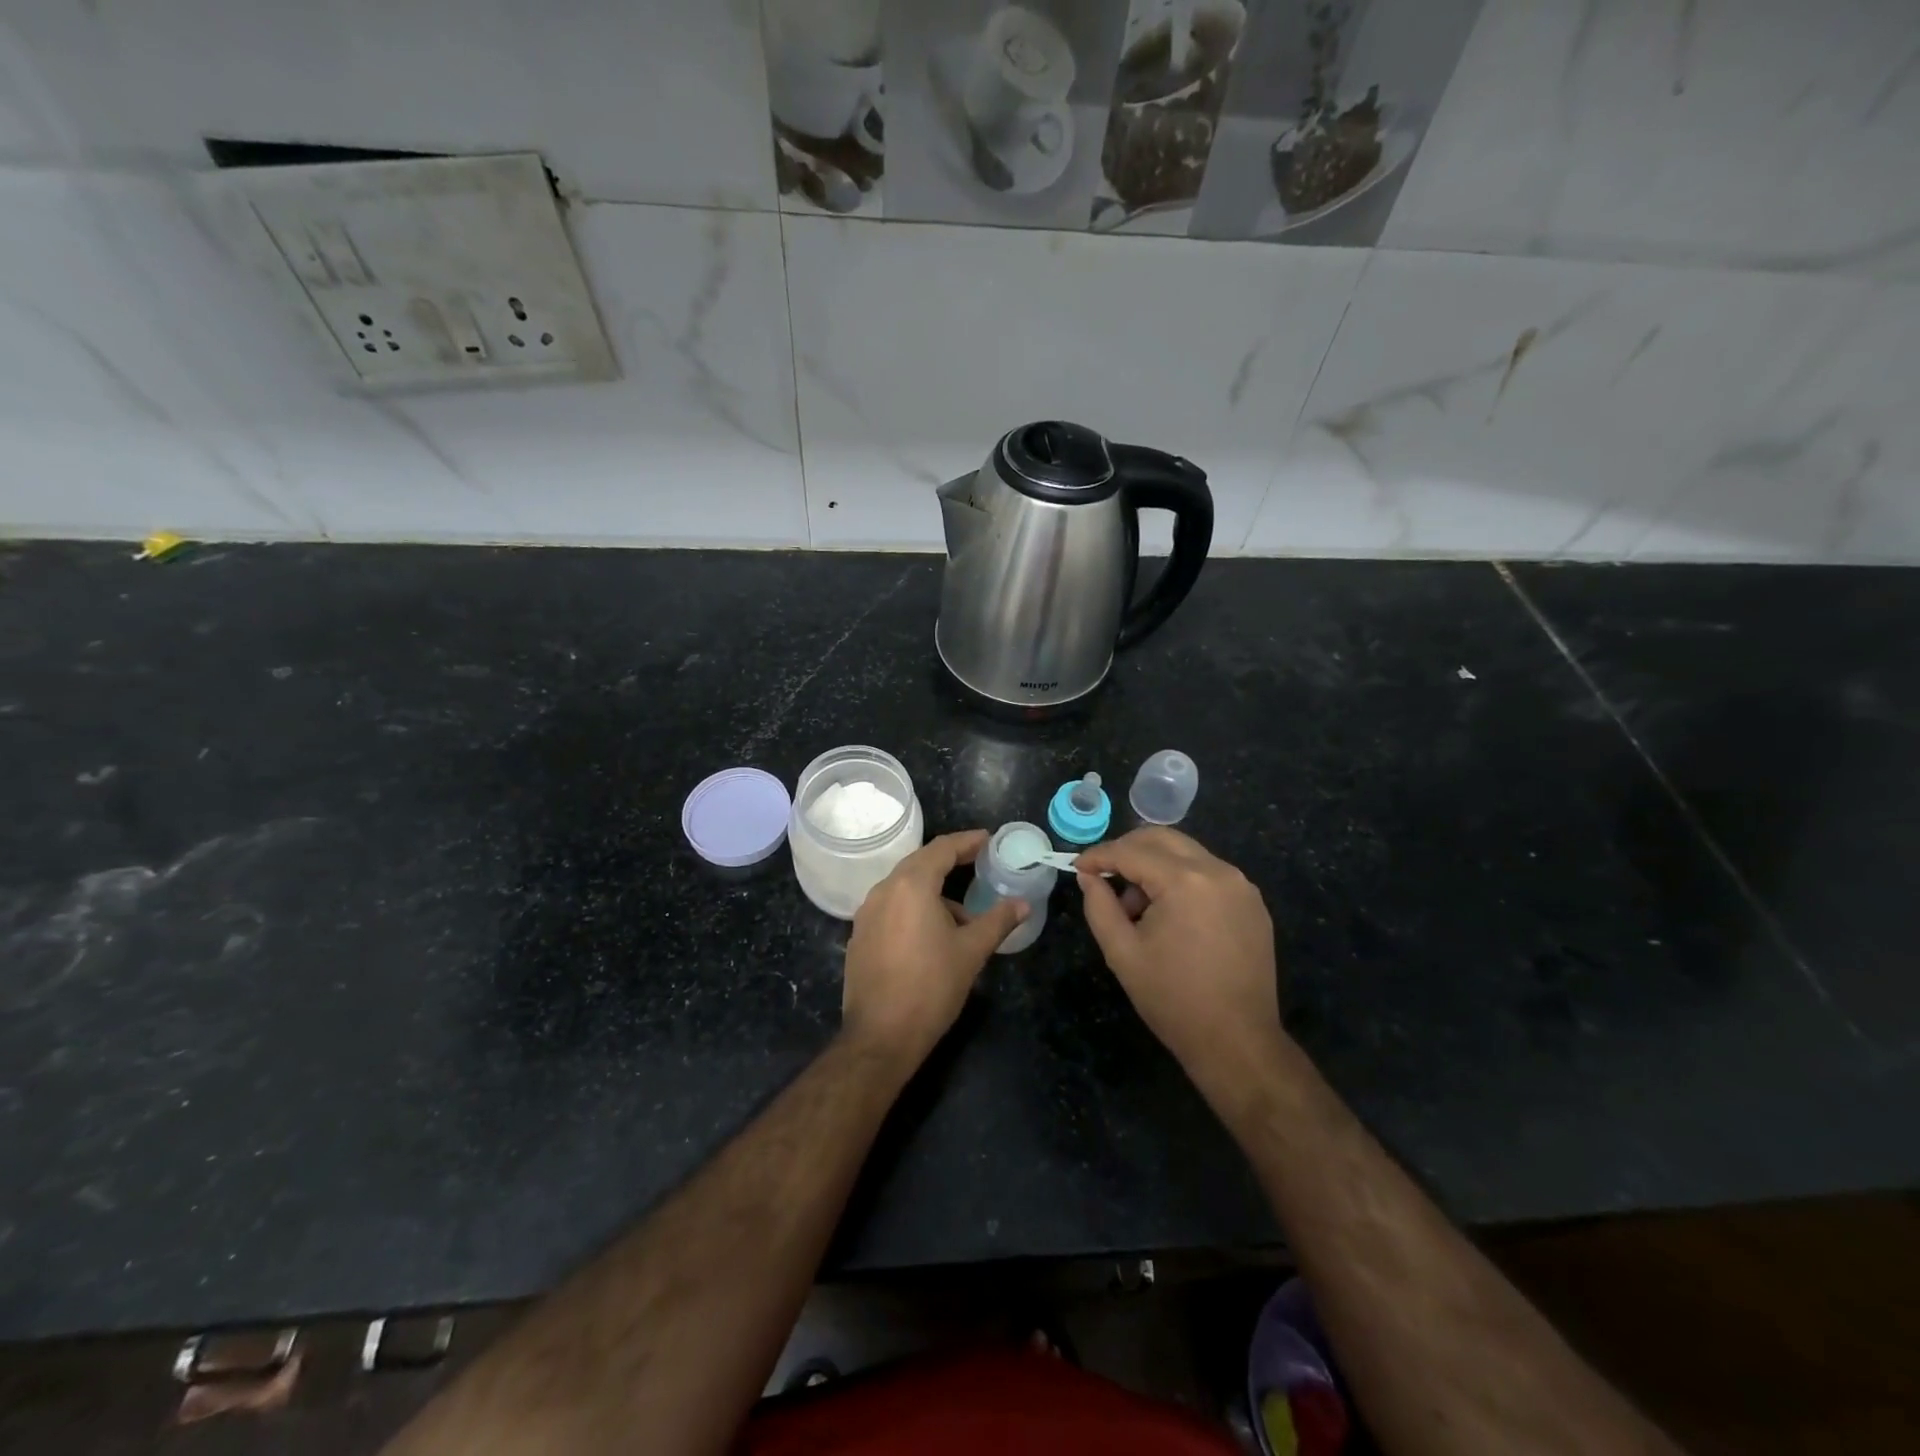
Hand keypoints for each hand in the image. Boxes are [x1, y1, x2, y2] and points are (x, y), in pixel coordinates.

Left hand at [841, 830, 1027, 1066]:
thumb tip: (1023, 904)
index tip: (988, 840)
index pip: (942, 849)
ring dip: (933, 891)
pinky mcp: (860, 936)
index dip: (967, 841)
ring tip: (962, 915)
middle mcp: (883, 890)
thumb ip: (998, 921)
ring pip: (904, 887)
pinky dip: (914, 909)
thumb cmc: (931, 987)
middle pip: (920, 863)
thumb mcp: (971, 951)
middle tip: (978, 863)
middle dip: (950, 862)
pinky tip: (932, 935)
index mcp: (911, 885)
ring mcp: (866, 913)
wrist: (881, 1036)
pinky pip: (891, 908)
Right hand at [1074, 828, 1285, 1098]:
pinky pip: (1209, 874)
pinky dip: (1182, 880)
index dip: (1099, 856)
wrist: (1238, 1042)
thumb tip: (1088, 877)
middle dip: (1127, 850)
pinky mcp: (1252, 903)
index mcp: (1185, 881)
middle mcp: (1218, 871)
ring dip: (1155, 866)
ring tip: (1137, 908)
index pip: (1132, 851)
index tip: (1077, 867)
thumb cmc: (1173, 999)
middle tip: (1103, 875)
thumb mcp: (1122, 952)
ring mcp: (1241, 886)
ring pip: (1187, 853)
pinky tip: (1170, 916)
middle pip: (1163, 839)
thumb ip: (1099, 906)